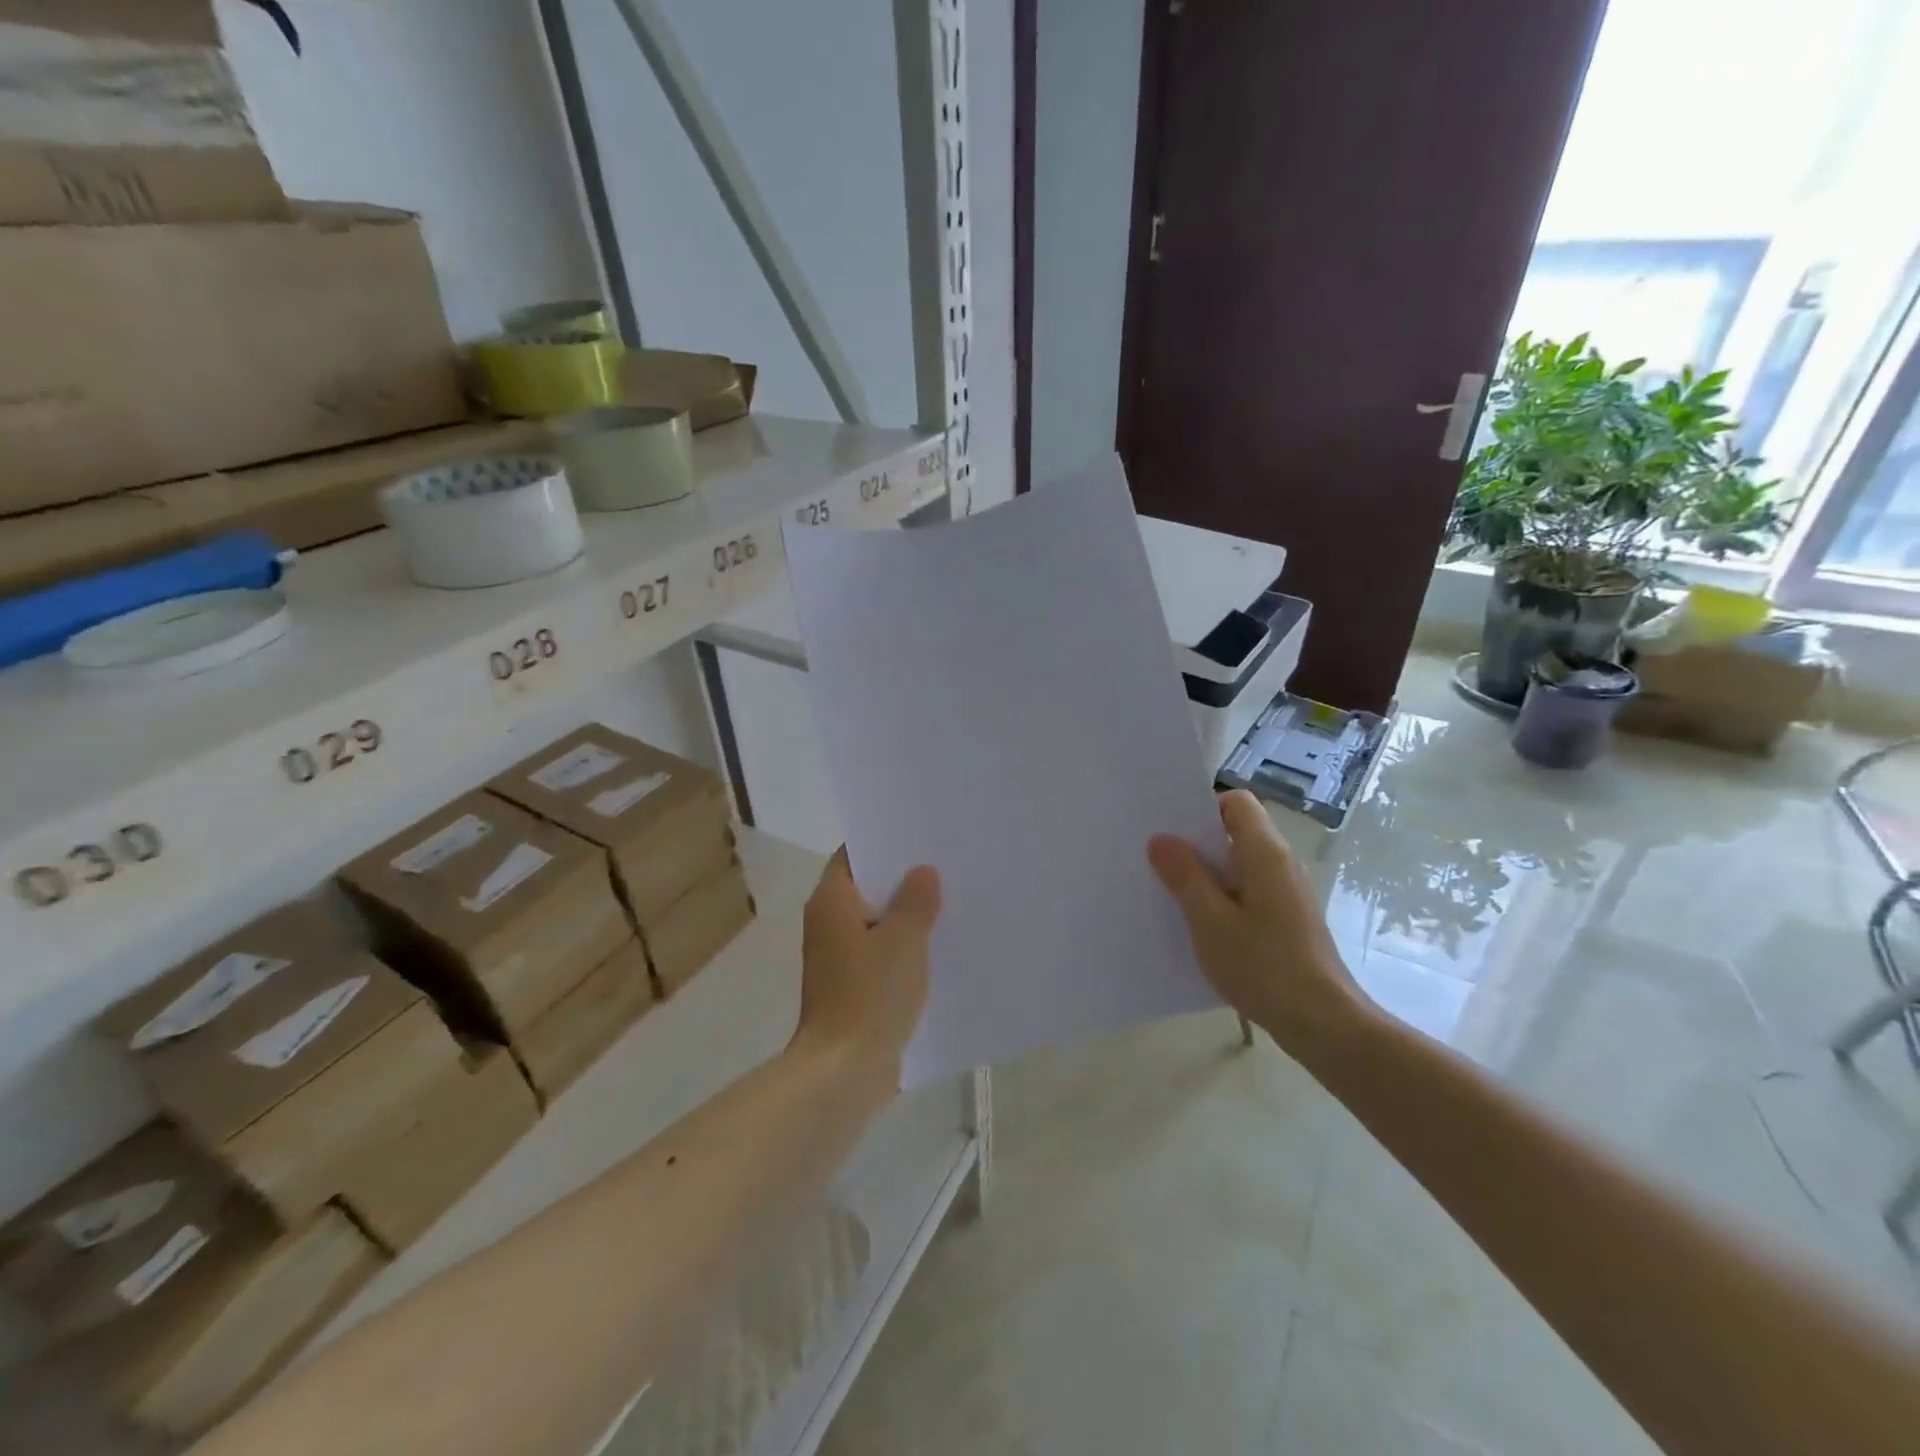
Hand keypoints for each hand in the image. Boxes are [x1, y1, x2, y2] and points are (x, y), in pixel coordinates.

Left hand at [794, 850, 941, 1080]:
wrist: (843, 1070)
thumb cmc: (870, 994)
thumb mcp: (903, 940)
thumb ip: (916, 901)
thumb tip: (922, 872)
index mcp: (832, 901)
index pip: (852, 855)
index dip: (883, 842)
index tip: (919, 836)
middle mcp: (827, 922)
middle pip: (865, 887)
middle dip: (901, 878)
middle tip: (944, 863)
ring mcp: (837, 956)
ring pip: (874, 921)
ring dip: (904, 914)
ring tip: (948, 899)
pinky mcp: (850, 985)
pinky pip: (878, 951)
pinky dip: (901, 945)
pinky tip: (936, 945)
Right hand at [1148, 790, 1363, 1062]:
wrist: (1322, 1023)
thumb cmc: (1263, 966)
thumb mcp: (1209, 920)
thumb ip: (1185, 875)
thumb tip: (1161, 839)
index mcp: (1265, 853)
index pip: (1236, 802)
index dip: (1202, 809)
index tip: (1171, 831)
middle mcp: (1281, 863)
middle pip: (1236, 832)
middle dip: (1197, 842)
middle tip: (1157, 859)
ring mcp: (1288, 892)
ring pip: (1240, 865)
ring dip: (1207, 873)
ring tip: (1170, 892)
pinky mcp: (1288, 919)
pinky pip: (1249, 891)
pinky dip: (1223, 897)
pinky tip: (1200, 924)